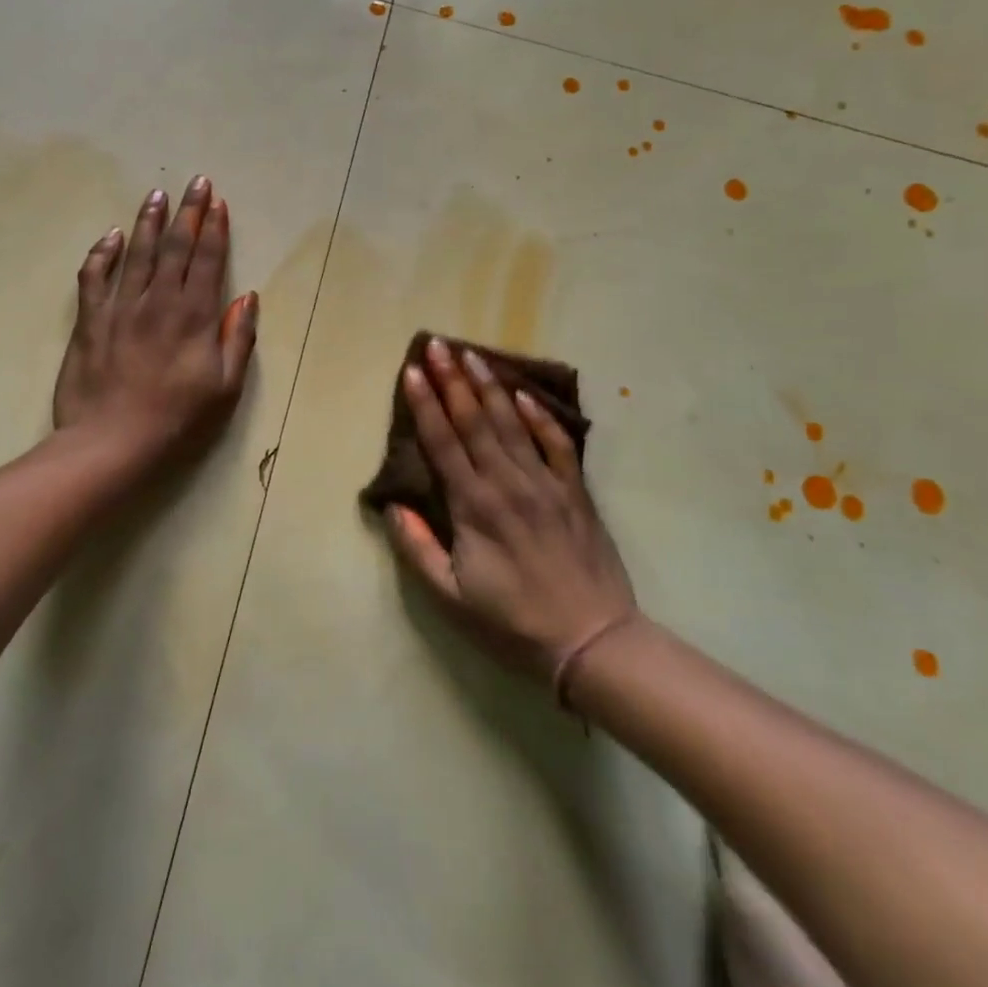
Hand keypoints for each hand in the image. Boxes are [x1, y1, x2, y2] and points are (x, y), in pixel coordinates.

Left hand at [52, 176, 258, 460]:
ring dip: (149, 221)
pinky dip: (102, 253)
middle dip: (188, 212)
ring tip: (157, 195)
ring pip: (136, 253)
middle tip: (196, 182)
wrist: (111, 441)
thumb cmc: (176, 418)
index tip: (218, 203)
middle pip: (175, 247)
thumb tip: (248, 297)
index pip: (208, 260)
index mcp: (195, 316)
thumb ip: (238, 339)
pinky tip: (110, 235)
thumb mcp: (225, 387)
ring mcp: (121, 307)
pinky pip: (94, 277)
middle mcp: (159, 301)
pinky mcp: (90, 320)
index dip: (215, 229)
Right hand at [383, 337, 637, 677]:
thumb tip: (394, 507)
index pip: (442, 443)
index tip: (411, 371)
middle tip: (436, 344)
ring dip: (489, 386)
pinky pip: (557, 443)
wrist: (593, 642)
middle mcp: (507, 483)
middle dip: (451, 379)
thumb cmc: (514, 623)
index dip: (424, 404)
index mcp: (474, 507)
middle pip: (474, 420)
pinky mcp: (575, 492)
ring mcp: (545, 483)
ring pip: (512, 422)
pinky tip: (523, 394)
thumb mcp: (451, 598)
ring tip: (471, 354)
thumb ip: (417, 549)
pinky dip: (539, 416)